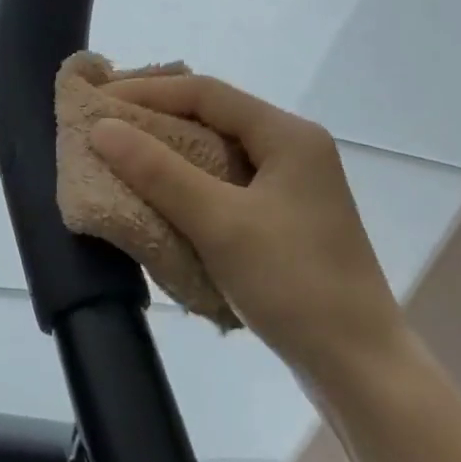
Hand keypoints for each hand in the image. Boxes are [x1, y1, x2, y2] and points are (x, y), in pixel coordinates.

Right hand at [89, 74, 404, 381]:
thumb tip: (103, 127)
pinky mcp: (283, 220)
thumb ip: (158, 171)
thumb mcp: (219, 223)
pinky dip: (187, 184)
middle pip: (212, 116)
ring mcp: (290, 187)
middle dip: (155, 118)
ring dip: (169, 153)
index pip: (206, 93)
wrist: (361, 371)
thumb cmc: (294, 284)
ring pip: (217, 152)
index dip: (148, 91)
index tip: (99, 100)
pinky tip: (158, 196)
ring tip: (120, 156)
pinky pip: (224, 184)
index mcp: (287, 135)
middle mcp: (292, 150)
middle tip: (104, 124)